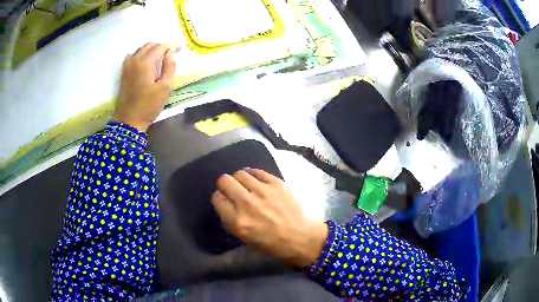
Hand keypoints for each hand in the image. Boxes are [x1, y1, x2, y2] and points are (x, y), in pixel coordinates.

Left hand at [113, 43, 180, 131]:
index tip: (180, 49)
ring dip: (152, 49)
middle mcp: (135, 59)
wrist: (129, 120)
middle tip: (171, 53)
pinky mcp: (123, 71)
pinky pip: (133, 55)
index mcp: (145, 62)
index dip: (172, 46)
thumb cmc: (149, 105)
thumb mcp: (165, 87)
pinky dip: (142, 54)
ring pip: (141, 49)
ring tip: (160, 56)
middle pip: (150, 45)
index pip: (161, 47)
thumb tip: (171, 53)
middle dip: (162, 46)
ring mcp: (127, 65)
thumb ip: (169, 67)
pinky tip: (146, 61)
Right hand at [211, 169, 327, 267]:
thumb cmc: (271, 243)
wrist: (299, 236)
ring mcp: (263, 191)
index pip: (217, 198)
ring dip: (239, 179)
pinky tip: (255, 180)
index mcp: (238, 221)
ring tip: (244, 185)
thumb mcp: (245, 239)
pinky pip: (257, 171)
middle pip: (224, 181)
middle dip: (224, 184)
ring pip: (240, 173)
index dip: (219, 198)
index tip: (224, 200)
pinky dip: (253, 174)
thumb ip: (230, 220)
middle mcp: (247, 203)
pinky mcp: (276, 184)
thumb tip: (225, 203)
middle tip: (231, 190)